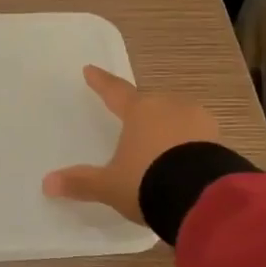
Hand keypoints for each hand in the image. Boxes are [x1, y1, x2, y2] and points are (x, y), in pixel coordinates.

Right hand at [42, 66, 221, 223]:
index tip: (90, 69)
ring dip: (168, 126)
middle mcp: (168, 106)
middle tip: (132, 121)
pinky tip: (185, 161)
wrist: (201, 197)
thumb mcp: (110, 185)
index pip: (114, 91)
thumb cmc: (147, 181)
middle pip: (150, 103)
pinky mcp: (218, 139)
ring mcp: (198, 120)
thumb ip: (82, 183)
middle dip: (141, 110)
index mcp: (139, 110)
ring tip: (161, 148)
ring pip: (177, 116)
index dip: (101, 82)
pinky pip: (197, 136)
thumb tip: (47, 183)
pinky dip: (188, 143)